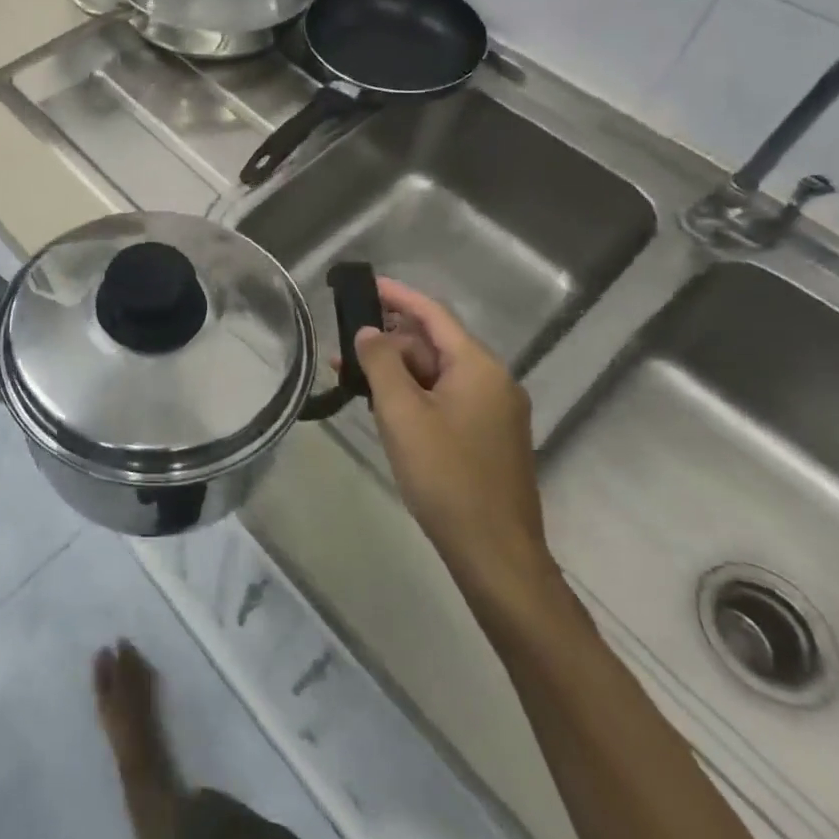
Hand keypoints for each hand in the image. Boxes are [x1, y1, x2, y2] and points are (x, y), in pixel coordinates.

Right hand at [353, 279, 557, 614]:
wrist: (495, 554)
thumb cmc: (446, 476)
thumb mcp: (402, 414)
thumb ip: (381, 363)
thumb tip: (368, 331)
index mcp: (479, 367)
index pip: (433, 314)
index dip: (397, 295)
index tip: (364, 284)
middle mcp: (493, 381)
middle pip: (434, 344)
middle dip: (388, 341)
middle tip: (343, 345)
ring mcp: (494, 412)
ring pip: (437, 374)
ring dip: (396, 370)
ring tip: (350, 377)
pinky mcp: (488, 438)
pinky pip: (445, 399)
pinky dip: (413, 394)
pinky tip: (382, 406)